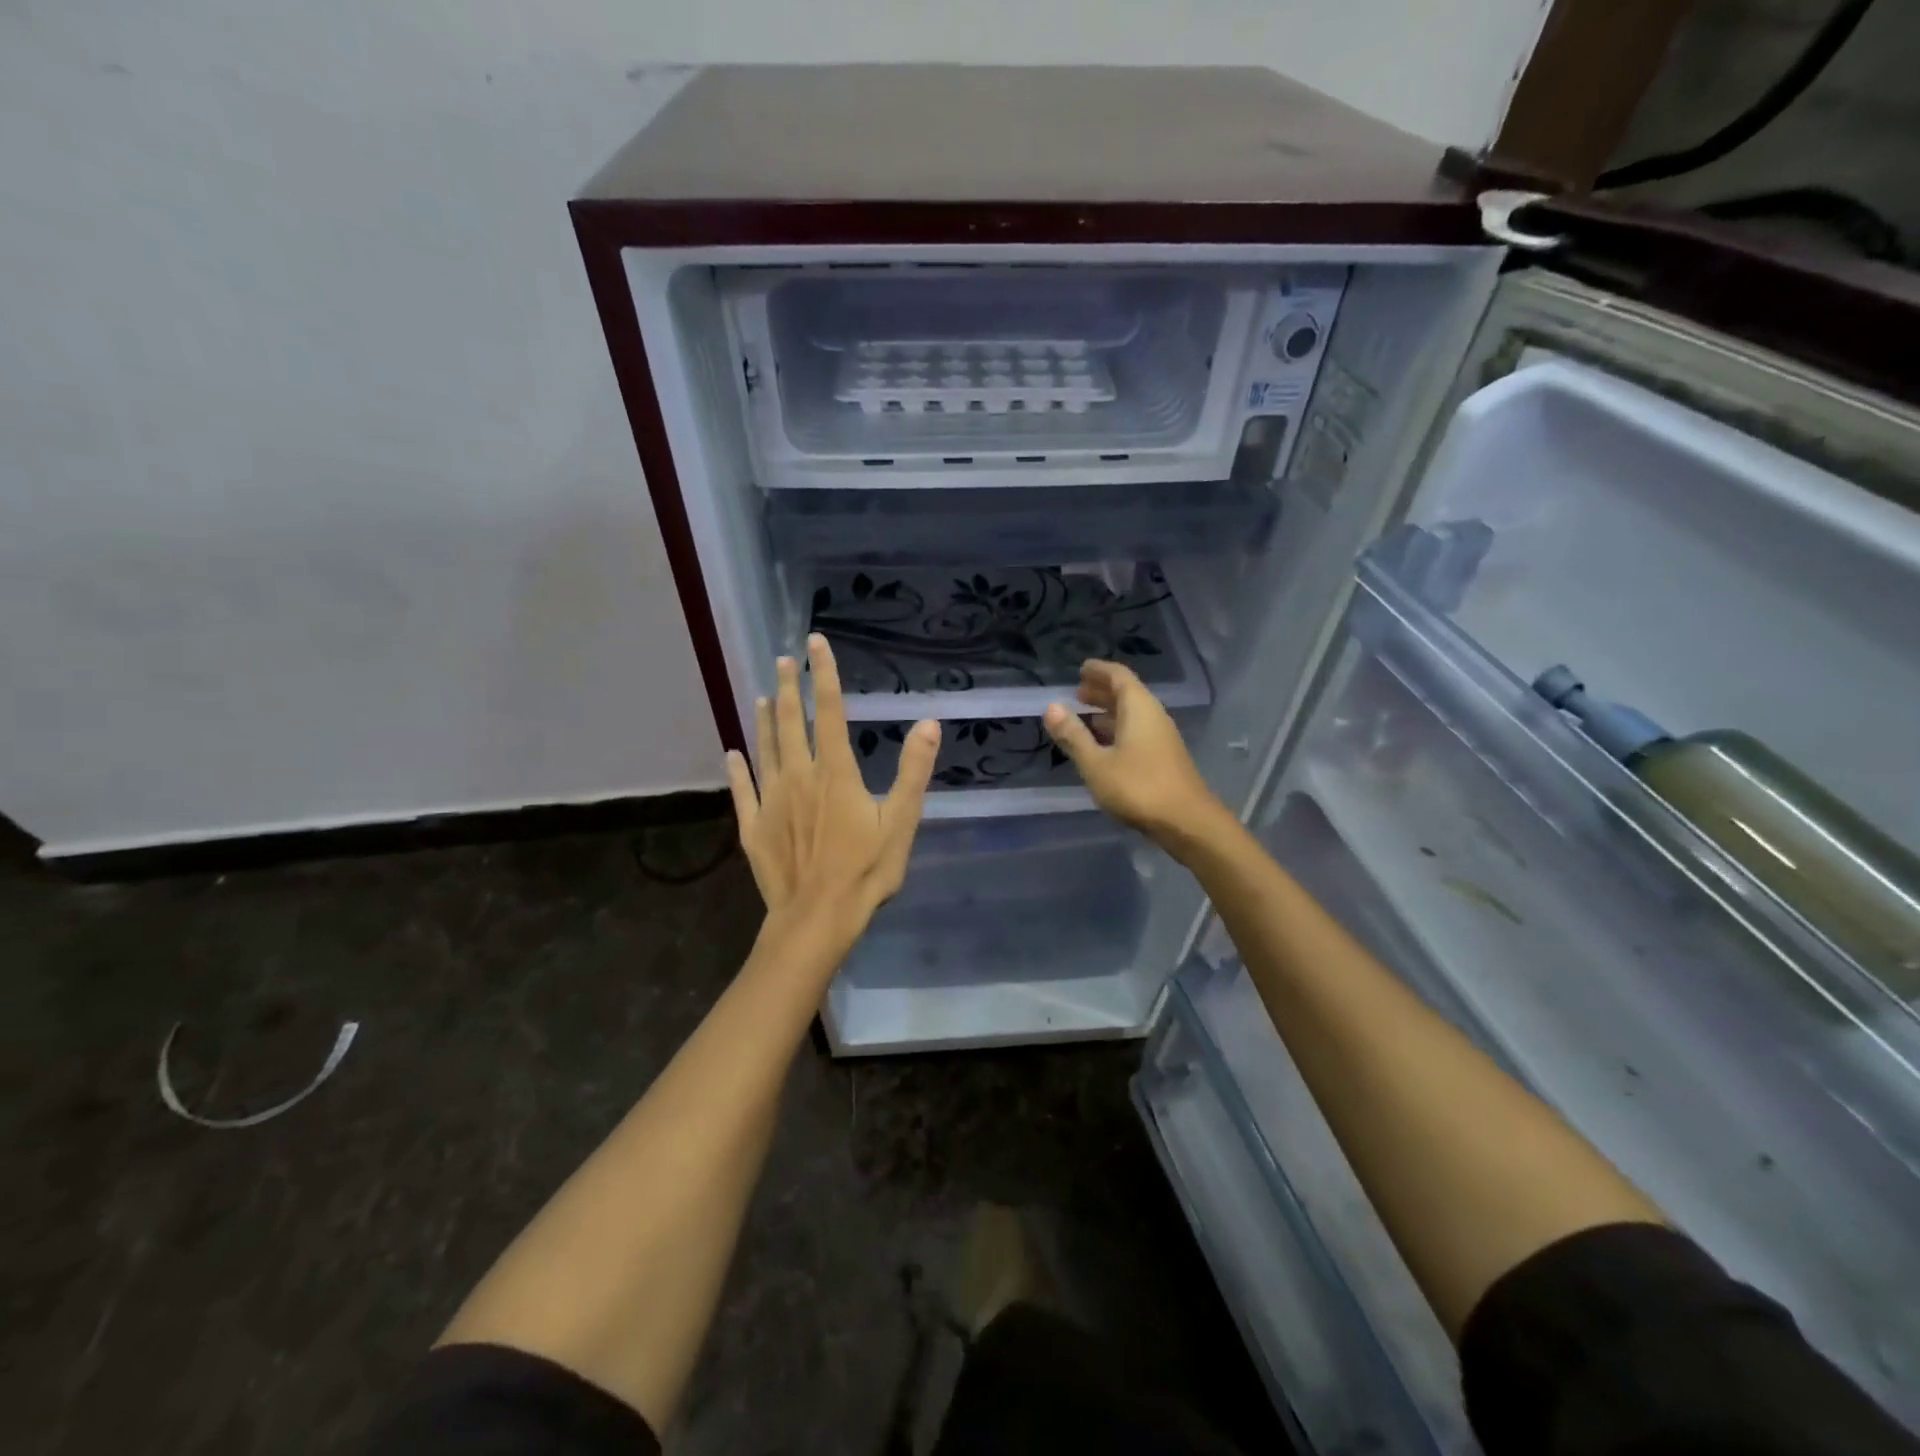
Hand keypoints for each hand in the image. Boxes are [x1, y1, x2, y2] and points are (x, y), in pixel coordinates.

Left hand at [726, 634, 939, 955]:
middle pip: (792, 722)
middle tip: (783, 660)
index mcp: (835, 772)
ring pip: (765, 748)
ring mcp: (772, 800)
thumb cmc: (866, 871)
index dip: (824, 674)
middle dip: (789, 687)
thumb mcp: (902, 821)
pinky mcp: (753, 826)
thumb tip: (928, 723)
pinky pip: (743, 789)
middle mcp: (799, 776)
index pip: (831, 711)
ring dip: (765, 719)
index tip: (815, 642)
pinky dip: (738, 769)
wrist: (817, 918)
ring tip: (763, 695)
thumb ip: (913, 771)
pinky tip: (732, 753)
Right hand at [1043, 660, 1229, 851]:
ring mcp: (1161, 737)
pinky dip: (1118, 730)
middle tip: (1078, 693)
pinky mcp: (1164, 757)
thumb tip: (1051, 707)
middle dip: (1102, 691)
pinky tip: (1103, 746)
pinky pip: (1137, 731)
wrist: (1187, 822)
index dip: (1099, 670)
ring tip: (1085, 717)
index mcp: (1139, 708)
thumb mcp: (1096, 763)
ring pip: (1132, 715)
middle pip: (1127, 694)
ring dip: (1109, 712)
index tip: (1081, 668)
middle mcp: (1153, 716)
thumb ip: (1073, 735)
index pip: (1118, 676)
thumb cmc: (1138, 788)